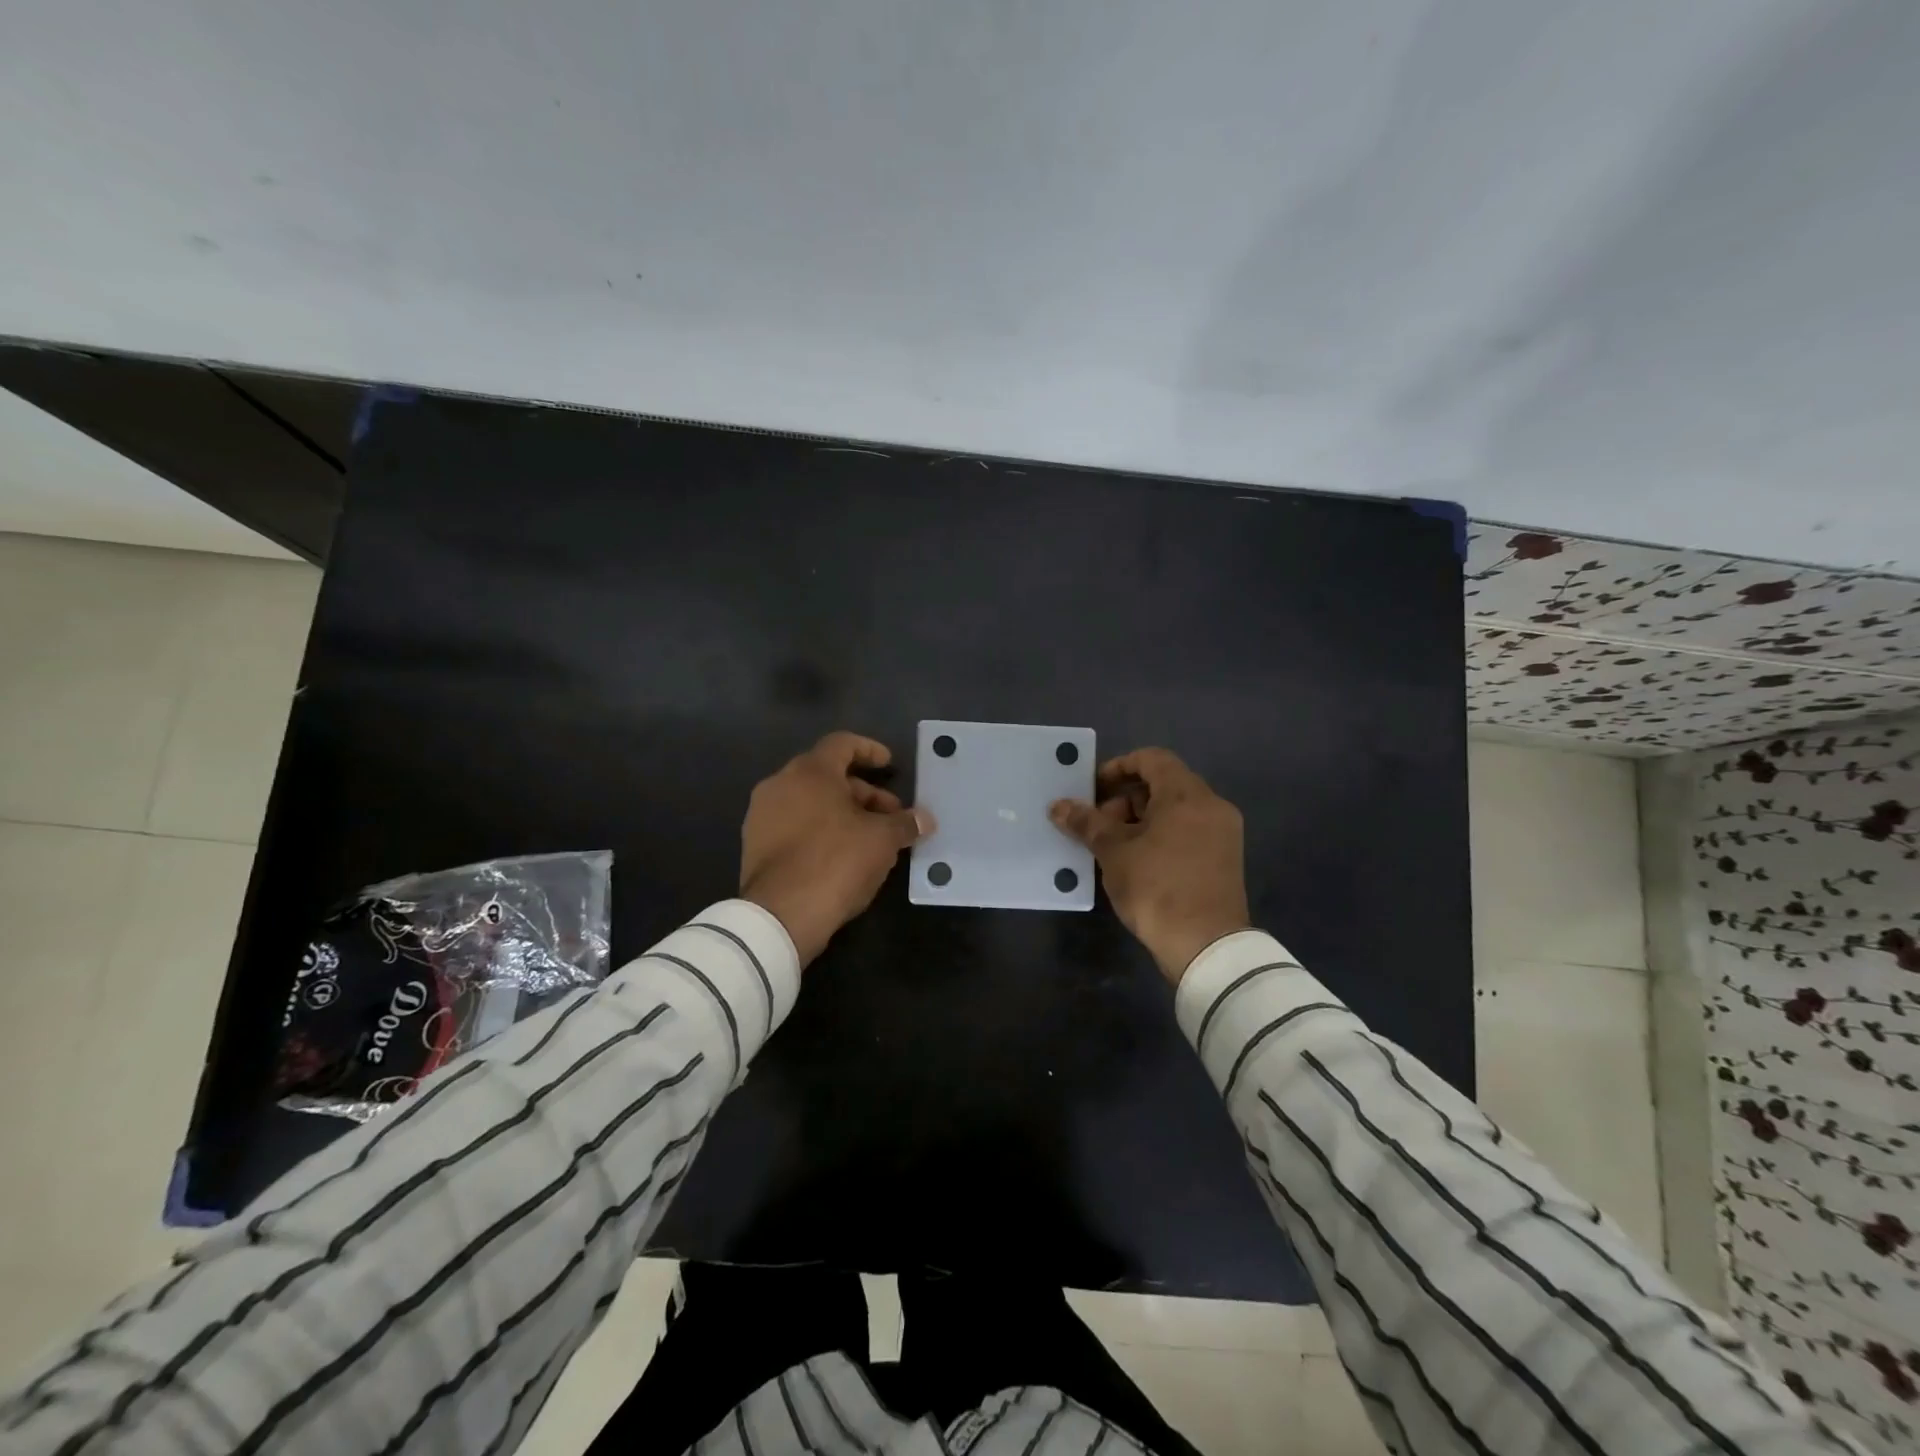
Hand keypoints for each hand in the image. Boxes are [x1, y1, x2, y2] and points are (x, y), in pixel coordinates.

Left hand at [740, 731, 933, 966]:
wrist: (781, 915)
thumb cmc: (837, 861)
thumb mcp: (882, 840)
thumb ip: (904, 824)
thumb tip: (924, 819)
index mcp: (810, 771)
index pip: (842, 743)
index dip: (869, 750)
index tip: (889, 765)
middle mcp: (780, 784)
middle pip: (827, 775)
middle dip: (863, 792)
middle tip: (890, 816)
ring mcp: (762, 815)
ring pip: (810, 802)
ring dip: (842, 813)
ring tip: (869, 838)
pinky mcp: (754, 845)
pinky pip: (794, 825)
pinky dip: (819, 830)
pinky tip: (841, 855)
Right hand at [1050, 747, 1249, 985]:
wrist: (1206, 947)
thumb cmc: (1157, 888)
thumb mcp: (1114, 852)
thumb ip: (1087, 823)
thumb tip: (1058, 806)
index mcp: (1188, 795)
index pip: (1152, 759)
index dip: (1118, 767)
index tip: (1093, 789)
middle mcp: (1212, 806)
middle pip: (1163, 785)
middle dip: (1125, 800)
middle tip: (1097, 824)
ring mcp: (1222, 835)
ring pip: (1175, 811)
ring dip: (1140, 821)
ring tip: (1111, 847)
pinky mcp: (1223, 860)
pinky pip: (1187, 833)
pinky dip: (1160, 837)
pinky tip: (1135, 862)